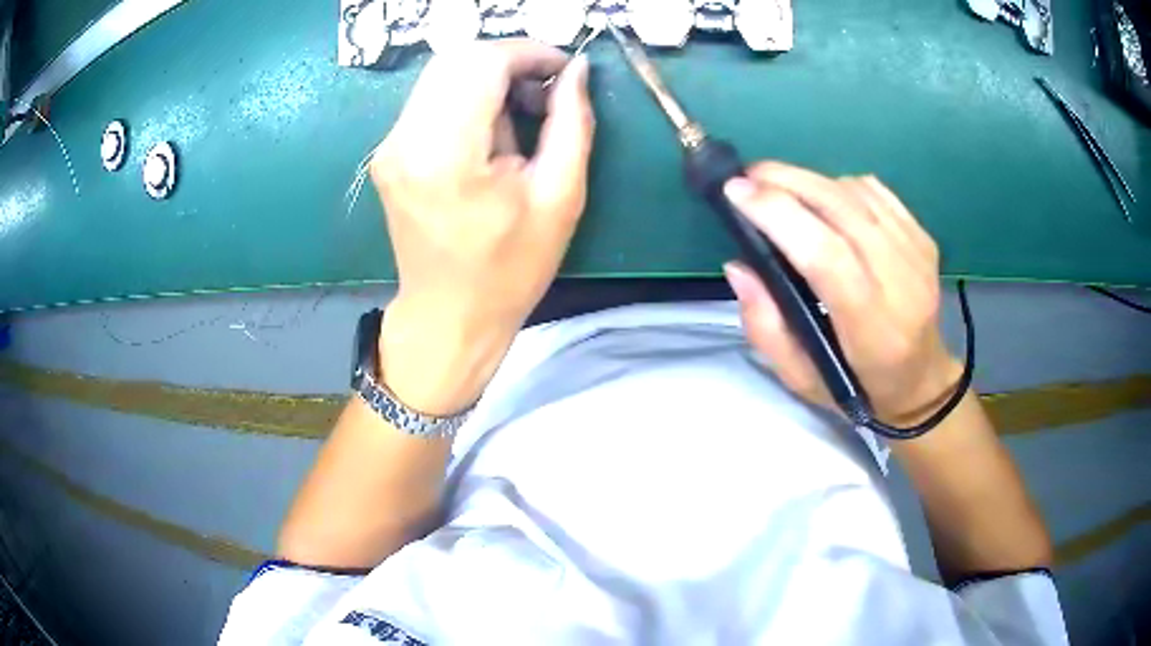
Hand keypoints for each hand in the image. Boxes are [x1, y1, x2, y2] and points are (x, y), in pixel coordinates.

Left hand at [369, 40, 594, 415]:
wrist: (448, 316)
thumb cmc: (509, 270)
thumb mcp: (560, 199)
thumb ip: (572, 123)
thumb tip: (576, 70)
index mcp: (447, 155)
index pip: (482, 62)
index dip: (529, 53)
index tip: (562, 71)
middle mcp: (405, 141)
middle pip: (457, 58)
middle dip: (509, 61)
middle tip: (544, 92)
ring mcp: (389, 146)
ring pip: (442, 74)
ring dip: (488, 78)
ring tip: (521, 115)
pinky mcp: (387, 153)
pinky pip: (430, 99)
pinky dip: (466, 96)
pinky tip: (489, 130)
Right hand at [722, 163, 961, 425]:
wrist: (921, 379)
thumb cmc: (859, 386)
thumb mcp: (802, 379)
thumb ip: (766, 328)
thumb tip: (738, 266)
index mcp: (871, 328)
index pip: (827, 256)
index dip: (780, 215)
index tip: (736, 193)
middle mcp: (902, 283)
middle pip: (842, 210)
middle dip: (787, 182)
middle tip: (748, 177)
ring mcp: (917, 254)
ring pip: (856, 193)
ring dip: (810, 180)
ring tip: (779, 187)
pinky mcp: (922, 237)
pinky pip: (875, 191)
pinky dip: (839, 184)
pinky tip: (822, 197)